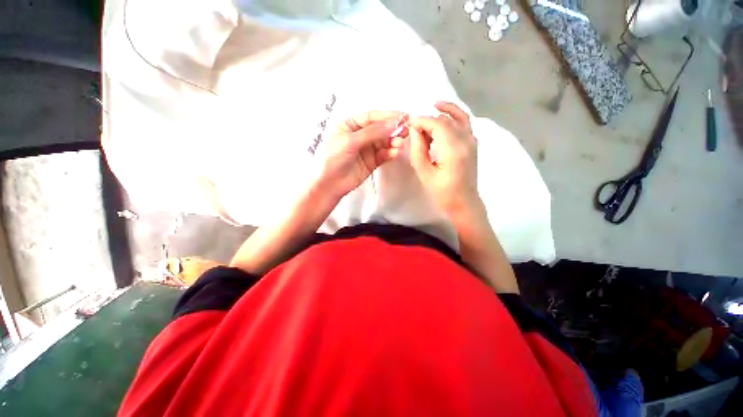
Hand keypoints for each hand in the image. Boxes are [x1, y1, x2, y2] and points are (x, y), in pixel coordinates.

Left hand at [319, 111, 405, 198]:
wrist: (329, 184)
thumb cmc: (333, 159)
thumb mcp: (350, 141)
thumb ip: (373, 132)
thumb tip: (394, 123)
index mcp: (350, 125)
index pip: (372, 117)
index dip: (387, 116)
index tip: (403, 117)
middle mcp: (360, 136)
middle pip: (380, 129)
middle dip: (393, 130)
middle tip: (406, 131)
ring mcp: (366, 149)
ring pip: (384, 143)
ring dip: (393, 142)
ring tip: (400, 144)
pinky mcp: (371, 162)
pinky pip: (384, 155)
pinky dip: (390, 153)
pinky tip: (395, 153)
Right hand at [408, 102, 479, 219]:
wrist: (464, 203)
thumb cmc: (442, 193)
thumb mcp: (424, 173)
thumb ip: (418, 149)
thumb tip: (415, 130)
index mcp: (454, 149)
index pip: (437, 124)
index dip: (421, 120)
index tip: (408, 123)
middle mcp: (466, 140)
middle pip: (446, 119)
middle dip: (428, 119)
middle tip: (414, 127)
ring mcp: (473, 141)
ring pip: (458, 117)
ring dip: (443, 112)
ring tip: (428, 112)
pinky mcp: (473, 144)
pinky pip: (464, 123)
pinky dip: (454, 117)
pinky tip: (443, 118)